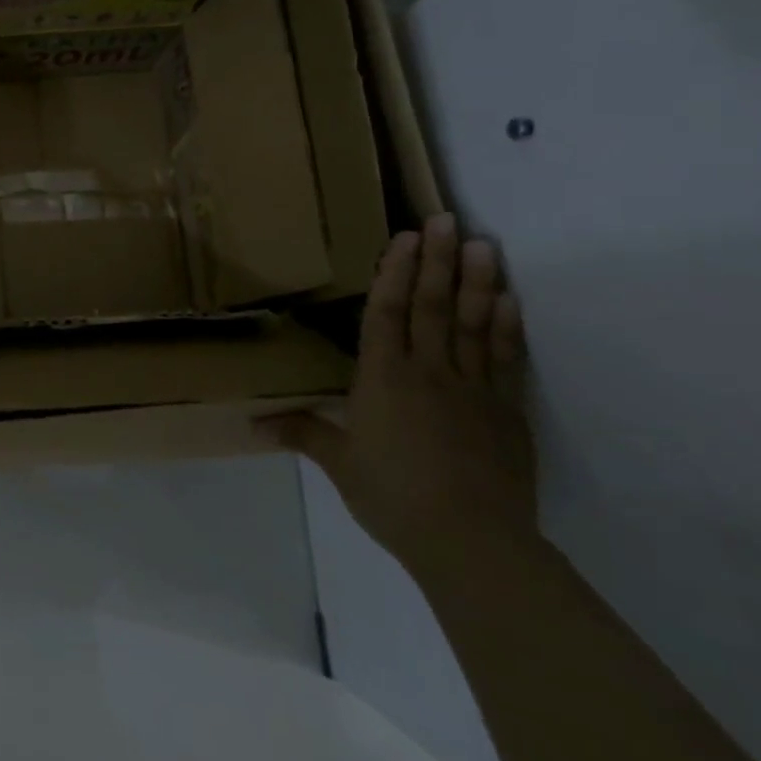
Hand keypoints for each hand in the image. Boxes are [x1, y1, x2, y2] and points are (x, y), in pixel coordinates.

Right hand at [261, 213, 536, 579]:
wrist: (471, 541)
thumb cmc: (393, 496)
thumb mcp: (340, 464)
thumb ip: (302, 433)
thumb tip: (252, 422)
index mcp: (383, 379)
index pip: (387, 314)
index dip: (395, 273)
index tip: (406, 238)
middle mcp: (428, 372)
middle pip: (433, 307)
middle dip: (438, 261)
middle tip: (447, 219)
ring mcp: (472, 389)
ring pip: (473, 324)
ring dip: (478, 281)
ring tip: (484, 245)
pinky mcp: (505, 412)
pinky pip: (505, 360)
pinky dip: (506, 327)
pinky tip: (509, 300)